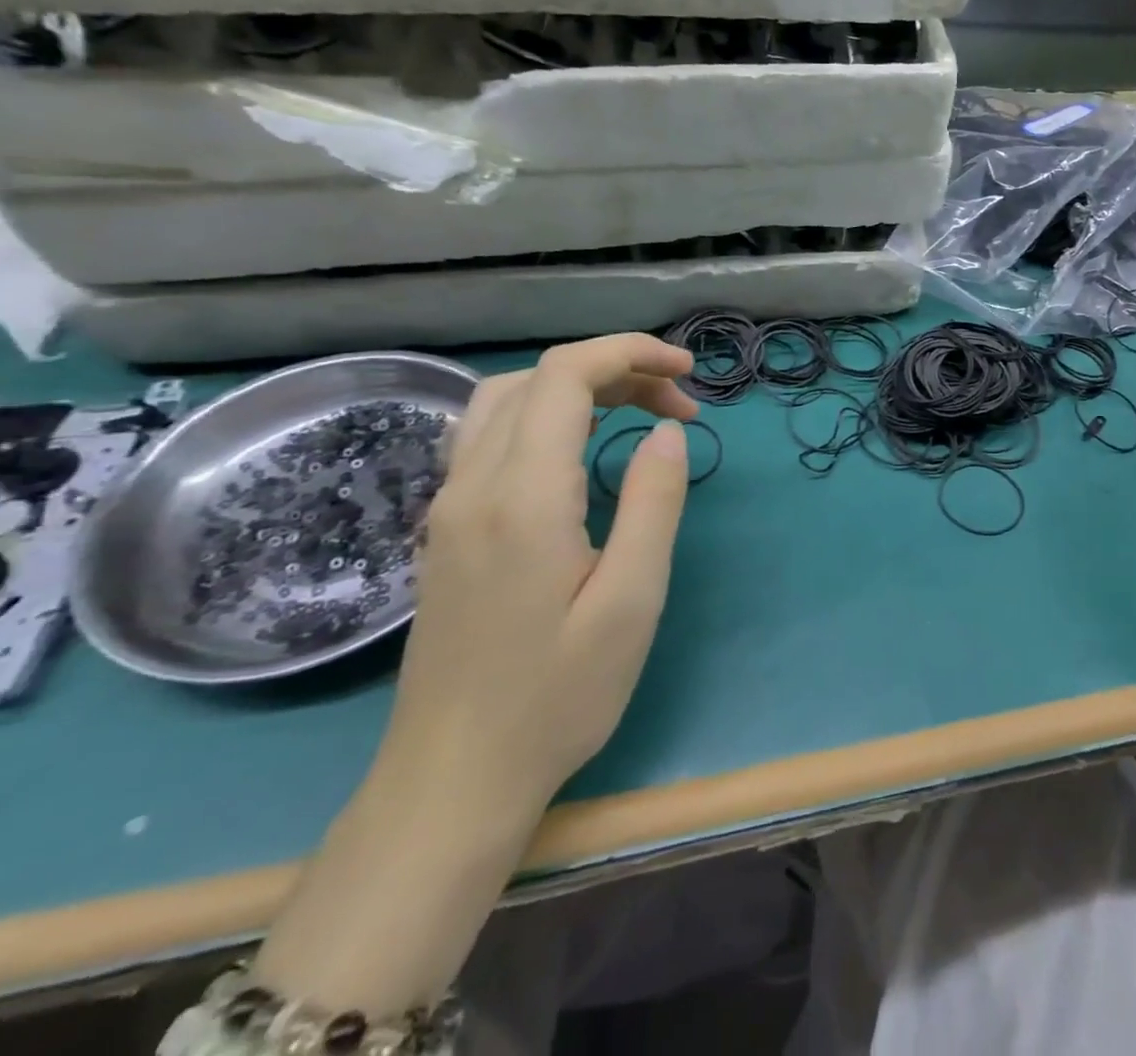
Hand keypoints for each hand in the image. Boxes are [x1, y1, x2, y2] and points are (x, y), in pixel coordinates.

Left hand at [383, 334, 698, 811]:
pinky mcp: (447, 529)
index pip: (566, 376)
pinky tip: (580, 450)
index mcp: (523, 496)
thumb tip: (668, 431)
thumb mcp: (631, 600)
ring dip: (577, 387)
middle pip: (539, 379)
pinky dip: (545, 415)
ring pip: (507, 401)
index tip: (688, 375)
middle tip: (679, 407)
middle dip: (616, 370)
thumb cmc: (557, 696)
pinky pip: (491, 436)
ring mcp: (450, 506)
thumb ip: (653, 502)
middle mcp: (474, 484)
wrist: (452, 781)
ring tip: (637, 414)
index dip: (630, 354)